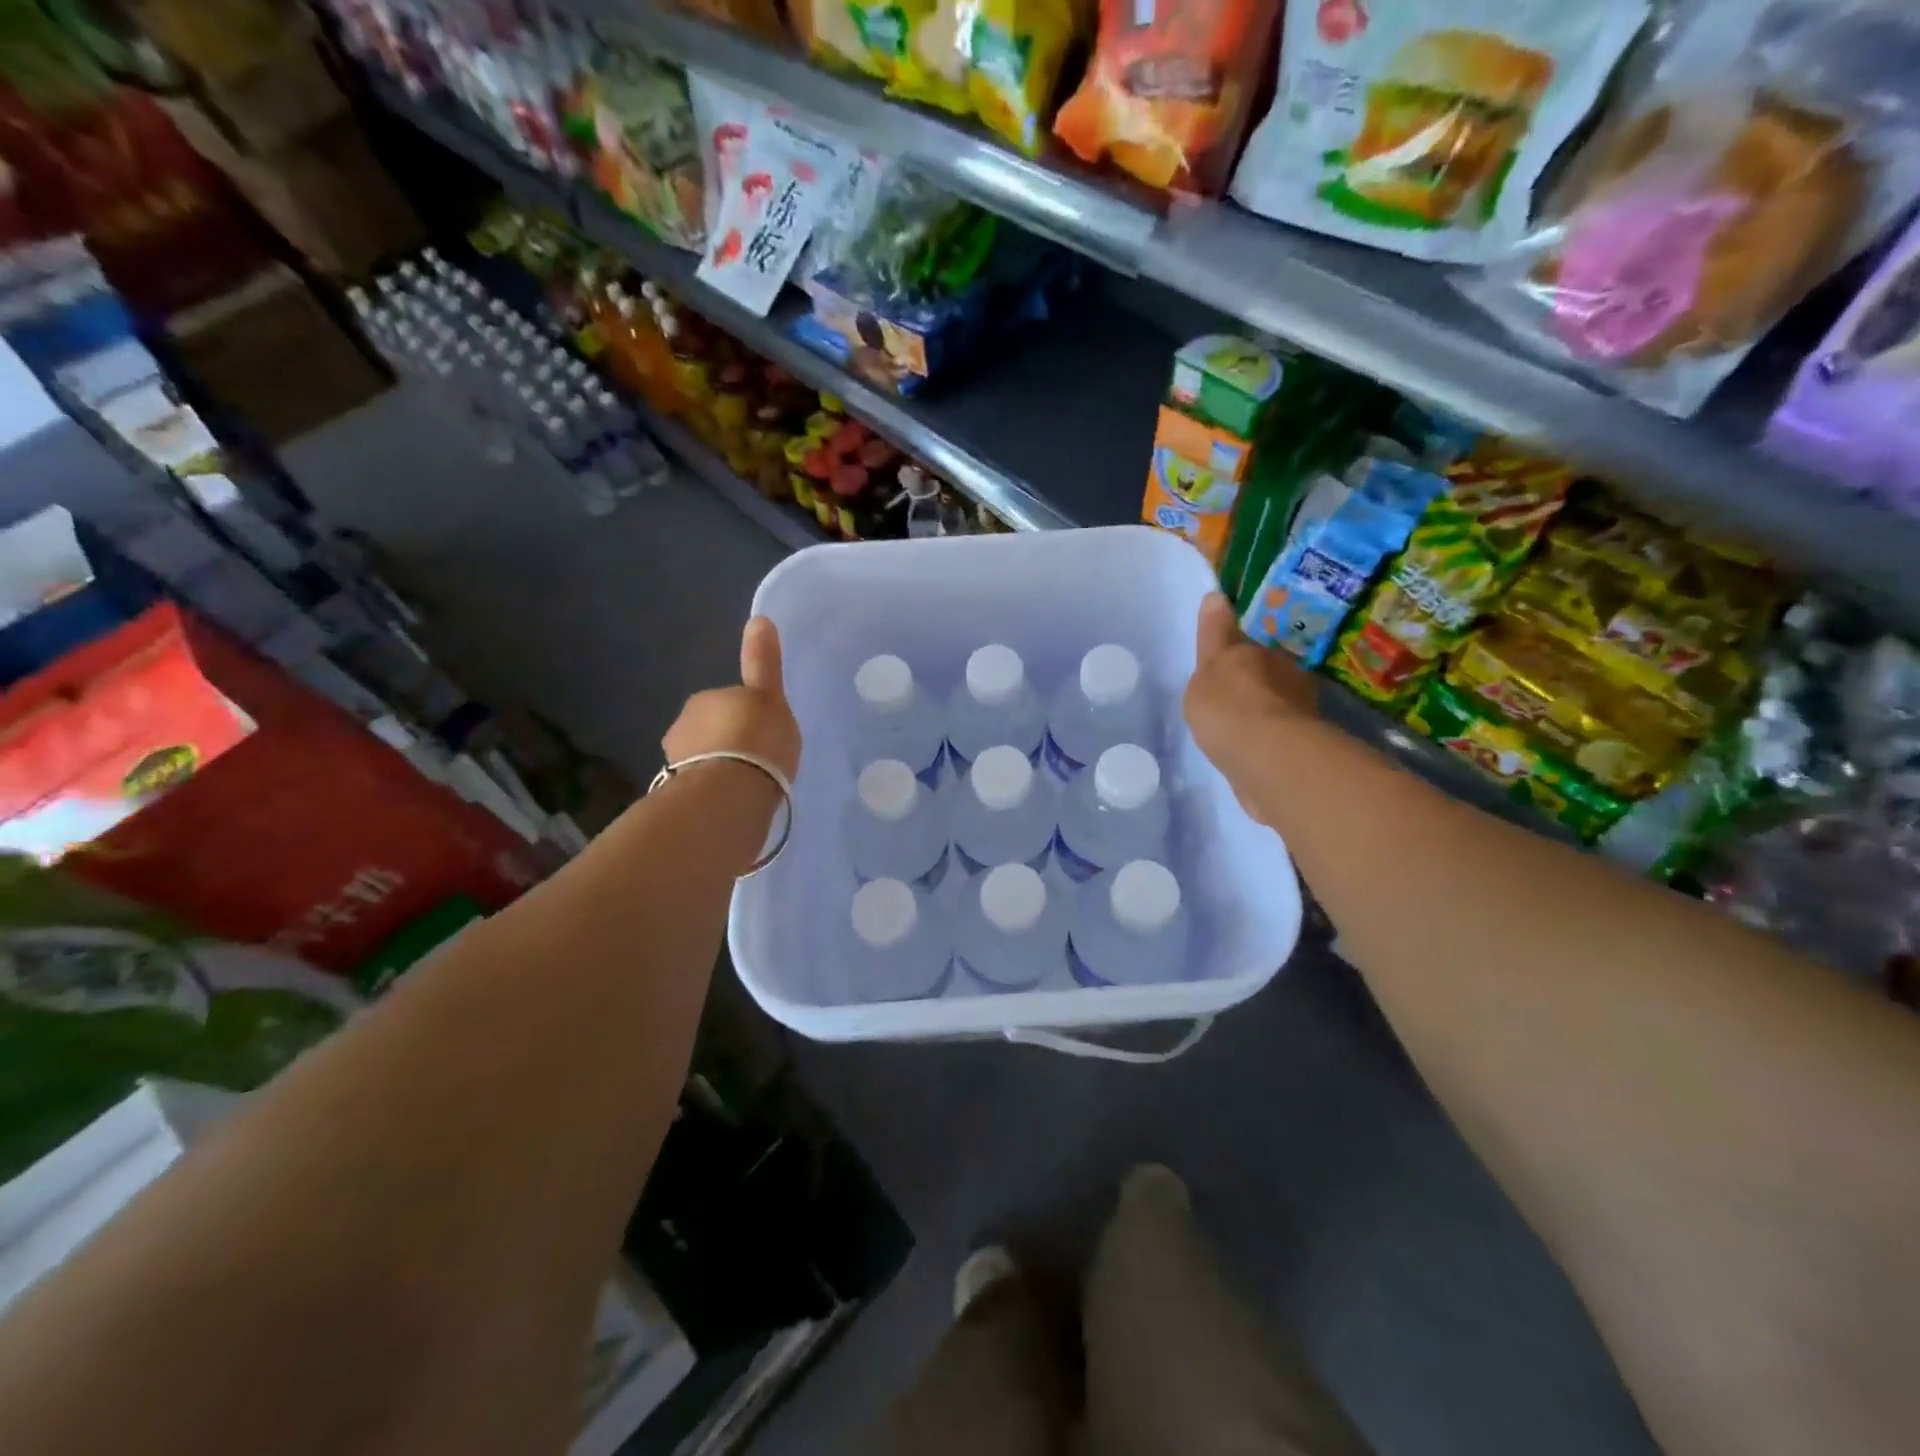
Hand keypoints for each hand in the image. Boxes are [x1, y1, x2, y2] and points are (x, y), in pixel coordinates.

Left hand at [663, 616, 801, 783]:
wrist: (730, 790)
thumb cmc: (757, 739)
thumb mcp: (770, 697)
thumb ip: (763, 662)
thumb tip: (759, 618)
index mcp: (707, 699)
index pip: (728, 701)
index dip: (745, 715)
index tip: (762, 732)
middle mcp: (685, 724)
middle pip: (712, 729)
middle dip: (729, 741)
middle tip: (757, 759)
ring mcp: (677, 760)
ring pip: (704, 758)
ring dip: (721, 766)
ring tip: (747, 784)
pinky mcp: (679, 793)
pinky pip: (703, 785)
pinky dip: (715, 789)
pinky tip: (733, 801)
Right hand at [1183, 592, 1318, 788]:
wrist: (1269, 759)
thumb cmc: (1229, 708)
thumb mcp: (1208, 668)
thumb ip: (1213, 637)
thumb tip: (1216, 597)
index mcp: (1260, 655)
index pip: (1245, 646)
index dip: (1232, 653)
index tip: (1222, 665)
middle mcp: (1287, 676)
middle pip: (1265, 673)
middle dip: (1251, 684)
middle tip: (1228, 702)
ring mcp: (1300, 712)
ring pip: (1277, 705)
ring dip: (1263, 713)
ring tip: (1240, 731)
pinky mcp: (1304, 746)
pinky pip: (1281, 736)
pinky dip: (1270, 741)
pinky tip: (1254, 753)